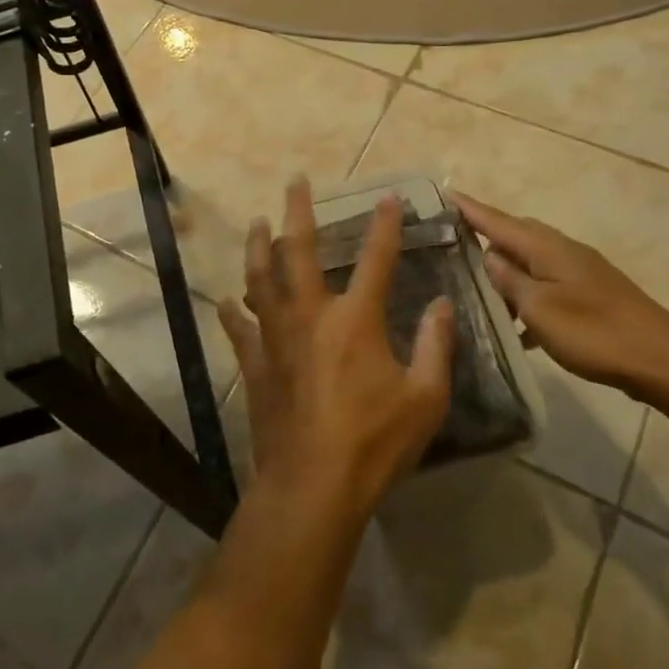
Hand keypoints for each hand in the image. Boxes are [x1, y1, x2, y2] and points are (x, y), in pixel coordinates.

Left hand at [218, 179, 454, 517]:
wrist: (313, 486)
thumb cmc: (375, 442)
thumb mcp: (425, 399)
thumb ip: (436, 346)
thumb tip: (442, 304)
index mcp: (355, 320)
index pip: (376, 259)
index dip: (384, 225)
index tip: (388, 197)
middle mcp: (310, 316)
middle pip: (299, 251)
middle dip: (298, 212)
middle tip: (294, 182)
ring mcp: (276, 338)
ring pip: (260, 279)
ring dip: (257, 247)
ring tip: (256, 223)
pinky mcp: (255, 365)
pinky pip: (239, 329)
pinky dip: (233, 312)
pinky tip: (226, 300)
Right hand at [452, 192, 668, 395]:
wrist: (663, 360)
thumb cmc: (594, 331)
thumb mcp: (539, 307)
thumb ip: (509, 280)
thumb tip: (489, 256)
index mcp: (545, 247)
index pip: (496, 220)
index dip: (469, 208)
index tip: (443, 193)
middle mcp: (561, 250)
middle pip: (514, 234)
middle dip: (484, 234)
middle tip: (451, 240)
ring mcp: (579, 271)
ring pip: (530, 261)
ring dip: (505, 271)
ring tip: (477, 287)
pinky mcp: (590, 295)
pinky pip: (546, 285)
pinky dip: (527, 296)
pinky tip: (517, 325)